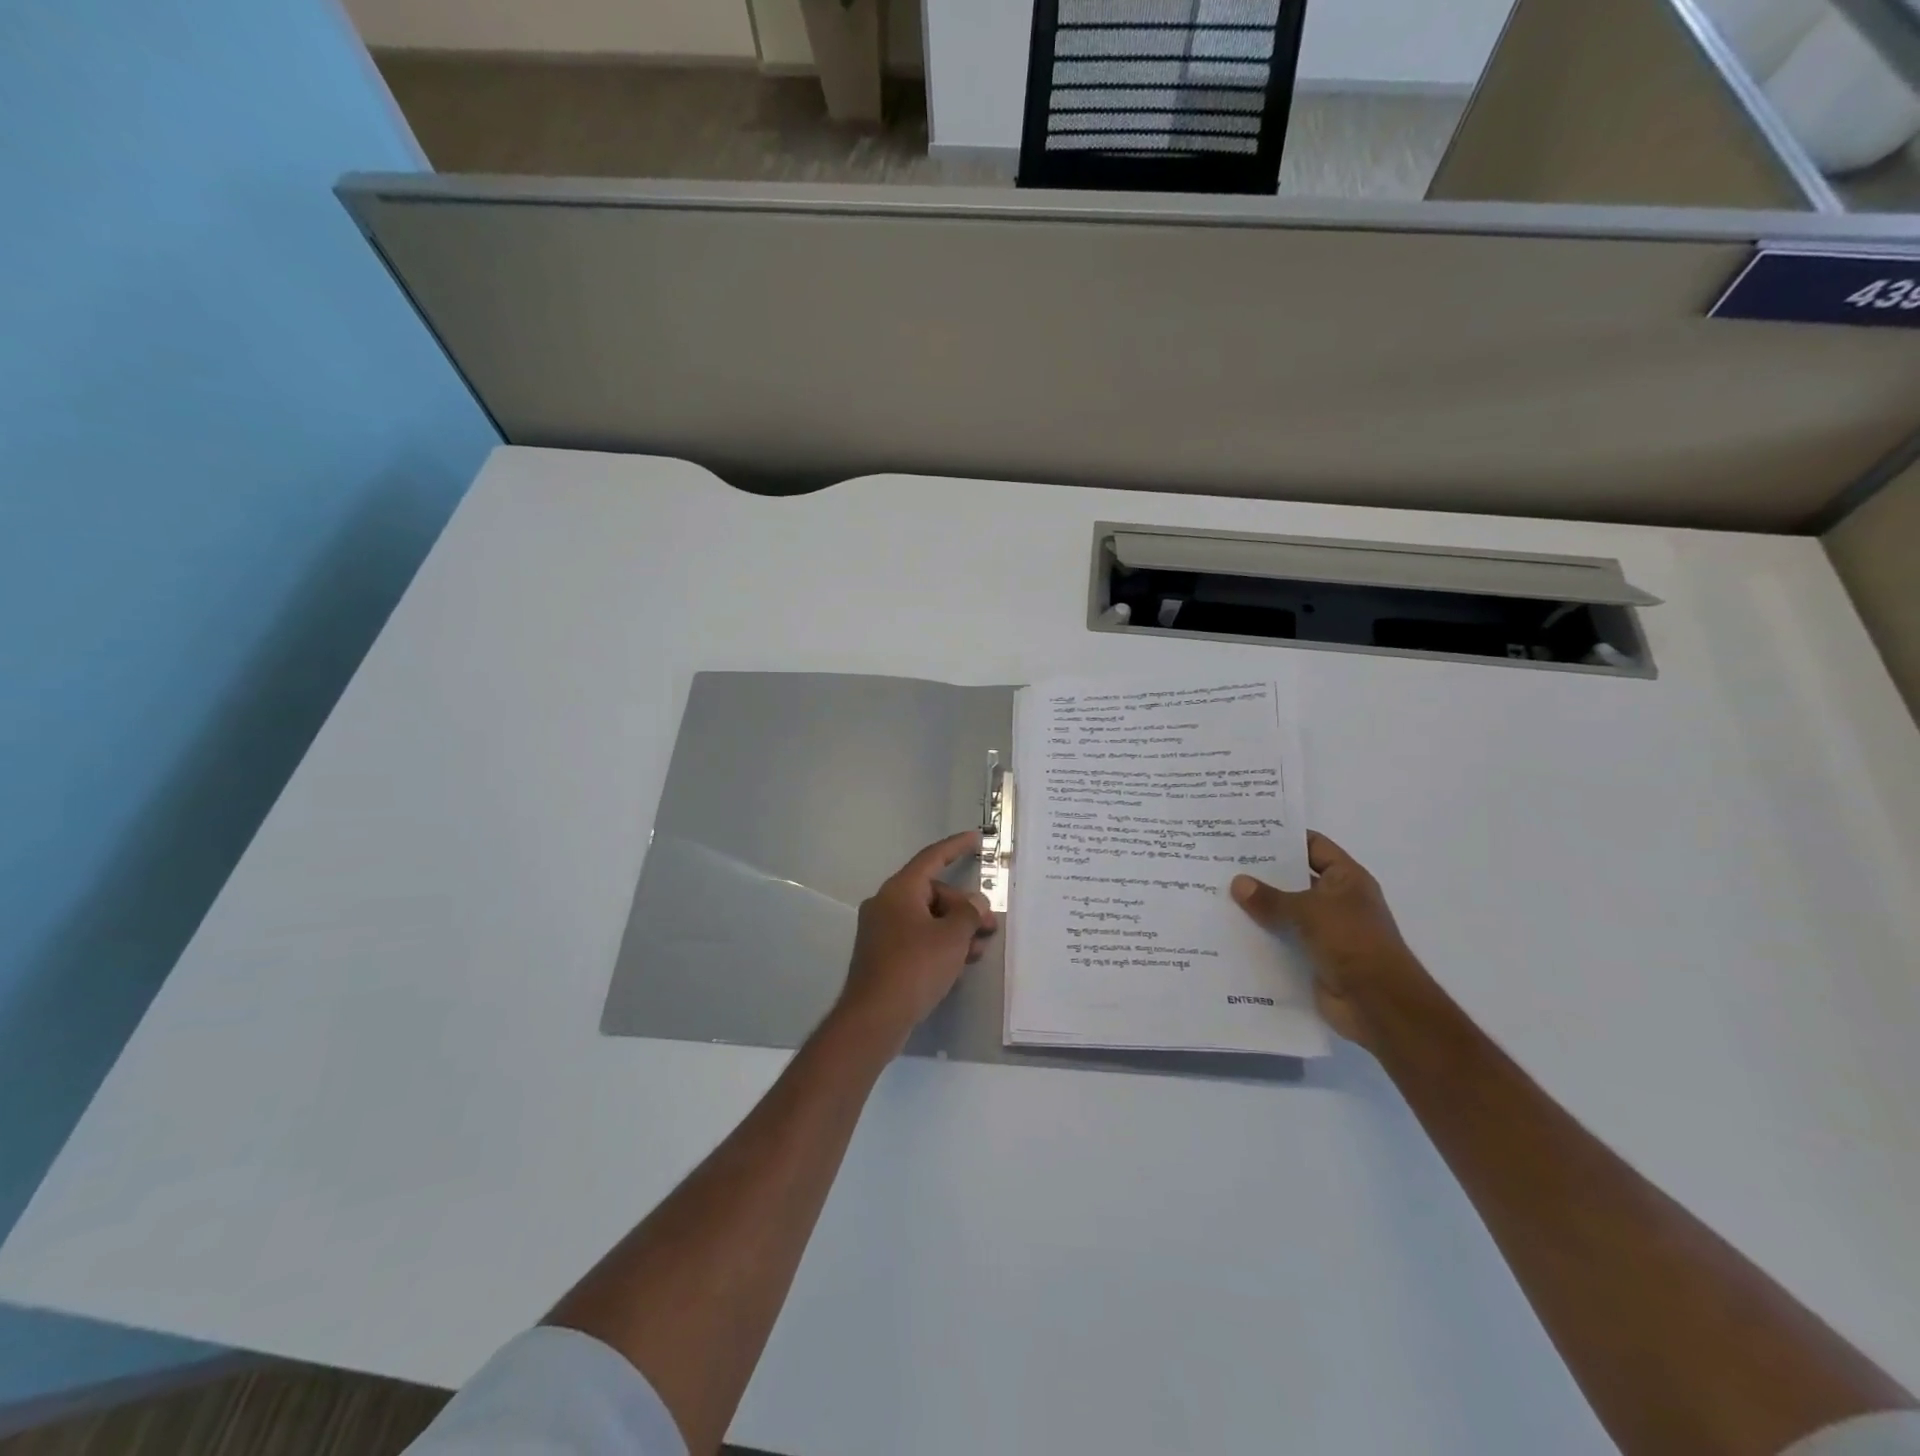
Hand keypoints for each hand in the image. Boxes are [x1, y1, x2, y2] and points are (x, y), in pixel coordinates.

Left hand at [838, 832, 996, 1044]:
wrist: (874, 1017)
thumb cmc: (915, 967)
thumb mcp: (952, 937)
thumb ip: (969, 914)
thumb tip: (974, 903)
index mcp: (899, 890)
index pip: (932, 858)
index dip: (956, 847)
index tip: (977, 839)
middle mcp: (886, 904)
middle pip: (933, 893)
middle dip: (964, 907)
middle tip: (989, 927)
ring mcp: (881, 931)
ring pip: (927, 918)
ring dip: (955, 929)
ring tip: (978, 950)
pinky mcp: (882, 955)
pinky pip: (917, 938)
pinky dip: (939, 944)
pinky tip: (958, 964)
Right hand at [1231, 832, 1431, 1050]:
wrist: (1378, 1003)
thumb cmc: (1352, 942)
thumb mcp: (1309, 911)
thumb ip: (1270, 898)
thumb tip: (1237, 882)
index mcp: (1346, 879)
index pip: (1314, 846)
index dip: (1285, 838)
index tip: (1249, 833)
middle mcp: (1337, 901)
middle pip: (1295, 878)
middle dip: (1263, 873)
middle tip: (1225, 863)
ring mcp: (1326, 931)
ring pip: (1286, 911)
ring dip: (1259, 907)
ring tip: (1219, 893)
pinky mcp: (1313, 957)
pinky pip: (1282, 939)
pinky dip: (1262, 935)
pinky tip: (1231, 929)